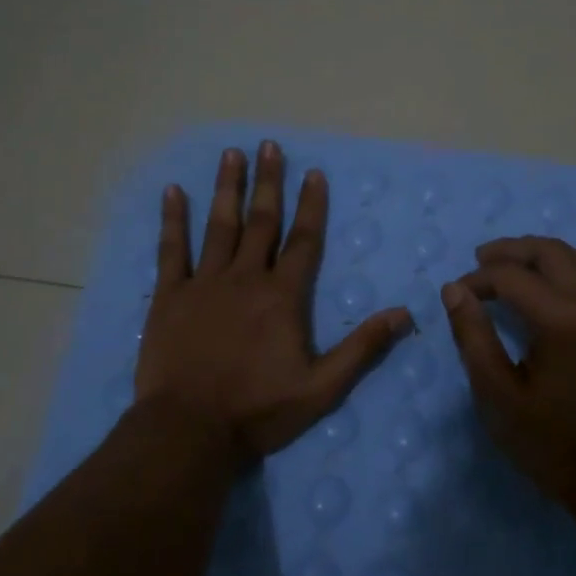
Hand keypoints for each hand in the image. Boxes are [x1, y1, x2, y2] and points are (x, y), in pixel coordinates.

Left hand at [137, 141, 412, 462]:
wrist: (189, 429)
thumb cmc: (258, 410)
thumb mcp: (322, 388)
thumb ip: (362, 348)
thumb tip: (405, 314)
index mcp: (282, 297)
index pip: (303, 241)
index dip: (311, 205)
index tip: (314, 172)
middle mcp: (245, 278)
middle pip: (261, 221)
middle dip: (268, 182)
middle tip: (269, 145)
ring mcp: (205, 283)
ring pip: (219, 226)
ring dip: (227, 188)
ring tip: (232, 154)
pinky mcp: (170, 296)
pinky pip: (172, 250)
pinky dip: (173, 220)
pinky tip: (173, 191)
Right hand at [442, 235, 575, 518]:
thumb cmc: (557, 447)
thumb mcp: (499, 398)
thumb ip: (474, 338)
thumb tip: (454, 290)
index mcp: (563, 319)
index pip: (511, 276)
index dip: (478, 279)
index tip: (456, 295)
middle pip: (551, 252)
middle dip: (511, 251)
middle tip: (480, 260)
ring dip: (543, 255)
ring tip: (514, 268)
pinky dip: (569, 271)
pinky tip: (552, 294)